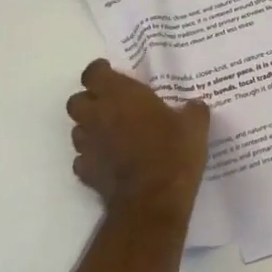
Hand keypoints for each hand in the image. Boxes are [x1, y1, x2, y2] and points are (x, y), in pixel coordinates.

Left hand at [65, 59, 210, 227]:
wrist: (153, 200)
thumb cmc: (173, 152)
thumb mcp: (195, 125)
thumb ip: (192, 110)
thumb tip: (194, 106)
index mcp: (119, 95)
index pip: (94, 73)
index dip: (100, 72)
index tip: (112, 73)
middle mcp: (97, 115)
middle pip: (76, 101)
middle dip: (89, 101)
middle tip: (111, 105)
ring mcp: (88, 145)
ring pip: (77, 130)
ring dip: (90, 129)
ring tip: (112, 135)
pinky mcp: (85, 173)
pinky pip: (82, 159)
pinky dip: (93, 158)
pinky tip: (110, 162)